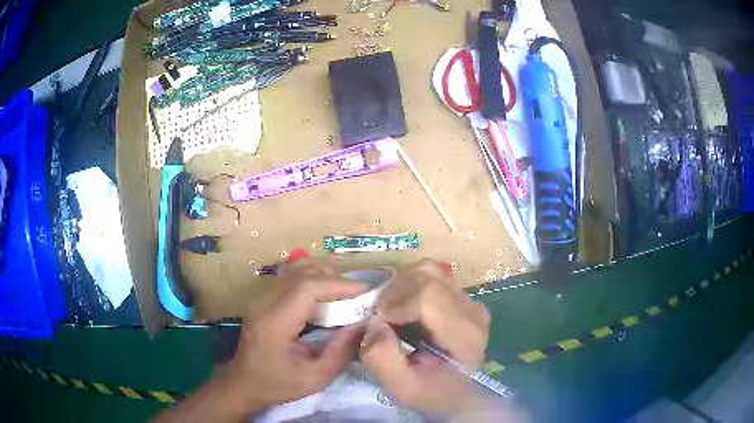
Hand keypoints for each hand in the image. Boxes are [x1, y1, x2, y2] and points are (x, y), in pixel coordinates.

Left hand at [223, 258, 367, 414]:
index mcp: (275, 323)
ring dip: (322, 274)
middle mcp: (265, 303)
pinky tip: (324, 293)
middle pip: (301, 272)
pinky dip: (311, 279)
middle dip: (333, 277)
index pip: (306, 287)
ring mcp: (261, 299)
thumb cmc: (277, 385)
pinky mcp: (263, 300)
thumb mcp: (315, 379)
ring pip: (294, 270)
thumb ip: (340, 352)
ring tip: (343, 291)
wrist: (242, 384)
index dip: (337, 284)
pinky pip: (289, 278)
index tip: (363, 291)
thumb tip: (361, 325)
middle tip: (357, 293)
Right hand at [359, 259, 492, 416]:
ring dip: (401, 287)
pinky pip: (431, 274)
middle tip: (382, 319)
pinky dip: (410, 285)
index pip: (427, 297)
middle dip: (394, 294)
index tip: (379, 326)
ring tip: (392, 312)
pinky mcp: (462, 295)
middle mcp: (473, 310)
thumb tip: (374, 322)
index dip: (394, 306)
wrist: (453, 393)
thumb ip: (382, 358)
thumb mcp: (400, 387)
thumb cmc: (429, 392)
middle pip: (427, 278)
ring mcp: (470, 299)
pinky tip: (405, 308)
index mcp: (466, 335)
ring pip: (428, 270)